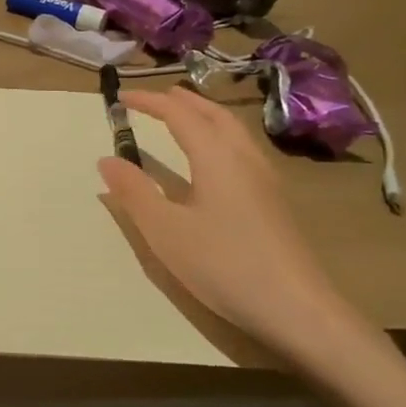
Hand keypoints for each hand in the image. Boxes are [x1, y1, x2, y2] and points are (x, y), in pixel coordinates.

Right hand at [97, 86, 378, 376]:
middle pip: (214, 114)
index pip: (179, 115)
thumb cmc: (224, 264)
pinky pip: (243, 148)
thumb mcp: (165, 231)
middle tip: (157, 98)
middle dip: (184, 101)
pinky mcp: (275, 201)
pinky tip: (215, 160)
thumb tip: (107, 159)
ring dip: (205, 115)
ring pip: (234, 130)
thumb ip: (134, 192)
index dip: (150, 102)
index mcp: (216, 157)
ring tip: (184, 118)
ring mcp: (266, 179)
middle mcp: (244, 157)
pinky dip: (220, 136)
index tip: (122, 97)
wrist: (298, 309)